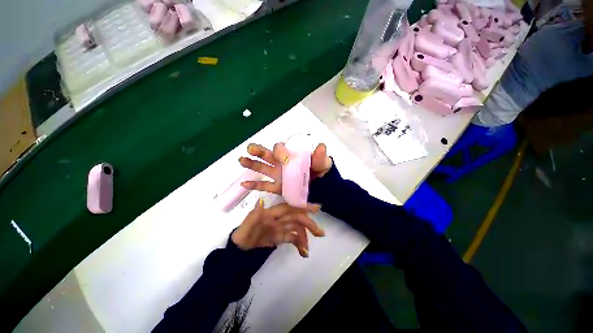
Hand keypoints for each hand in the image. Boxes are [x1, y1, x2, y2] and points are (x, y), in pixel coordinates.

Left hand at [231, 199, 324, 256]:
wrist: (240, 248)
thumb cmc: (243, 234)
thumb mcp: (247, 225)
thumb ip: (255, 213)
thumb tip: (261, 200)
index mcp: (272, 213)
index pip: (289, 208)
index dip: (302, 207)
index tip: (316, 208)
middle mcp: (279, 218)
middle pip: (297, 218)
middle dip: (309, 224)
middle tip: (320, 233)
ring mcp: (281, 227)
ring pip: (297, 228)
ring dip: (305, 237)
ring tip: (307, 250)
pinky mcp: (281, 236)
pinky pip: (293, 238)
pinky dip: (299, 244)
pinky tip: (303, 252)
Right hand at [238, 142, 332, 195]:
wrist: (321, 188)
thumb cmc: (321, 173)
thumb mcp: (323, 164)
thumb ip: (320, 157)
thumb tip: (321, 146)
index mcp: (291, 155)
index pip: (280, 149)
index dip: (279, 151)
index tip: (285, 159)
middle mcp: (282, 163)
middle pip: (267, 154)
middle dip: (258, 150)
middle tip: (251, 150)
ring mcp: (278, 175)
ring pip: (262, 168)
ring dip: (251, 163)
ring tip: (241, 160)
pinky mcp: (277, 187)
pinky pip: (263, 185)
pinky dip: (254, 185)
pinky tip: (244, 184)